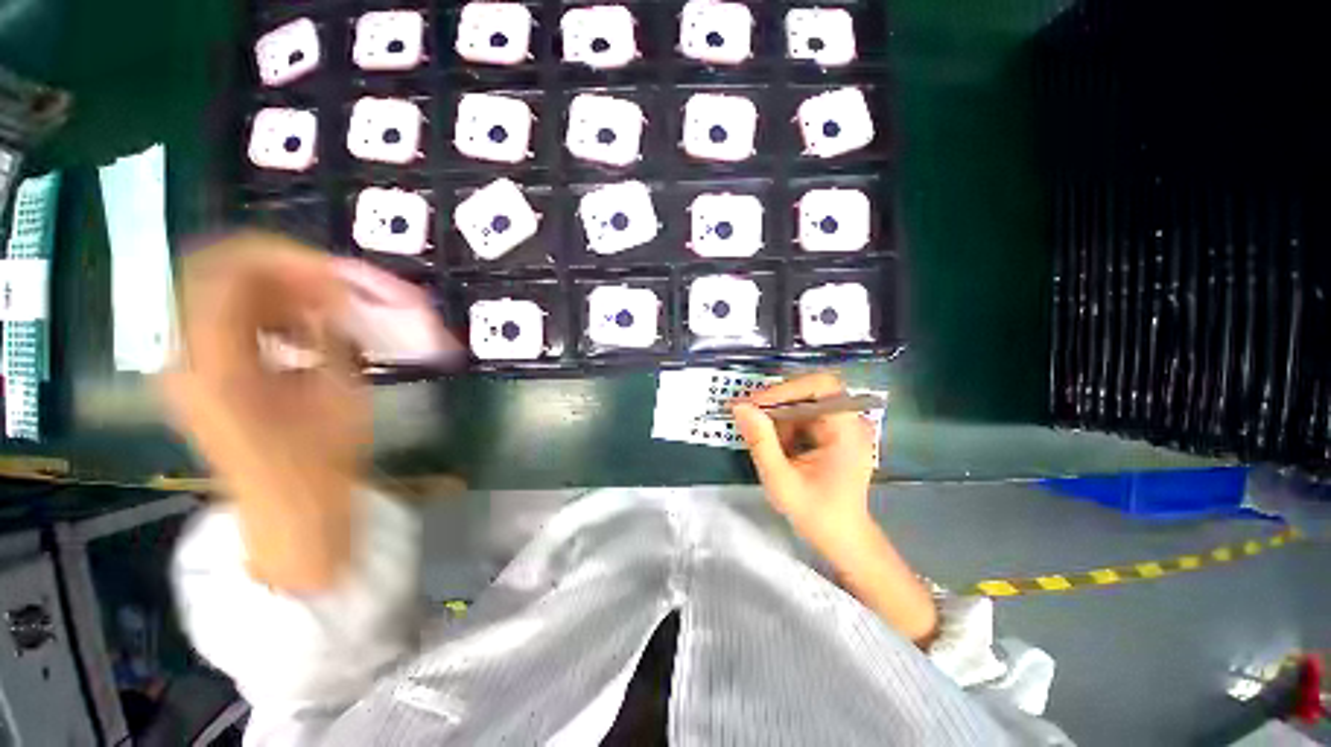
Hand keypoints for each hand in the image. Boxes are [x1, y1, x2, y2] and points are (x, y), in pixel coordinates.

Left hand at [164, 232, 369, 590]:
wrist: (290, 513)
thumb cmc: (321, 461)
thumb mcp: (338, 393)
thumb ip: (329, 336)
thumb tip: (333, 296)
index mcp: (214, 365)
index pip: (226, 273)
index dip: (283, 259)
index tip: (335, 271)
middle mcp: (185, 358)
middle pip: (218, 278)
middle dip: (284, 273)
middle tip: (335, 287)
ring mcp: (188, 368)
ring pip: (223, 298)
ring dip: (278, 294)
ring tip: (326, 311)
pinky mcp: (201, 378)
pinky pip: (227, 324)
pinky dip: (268, 316)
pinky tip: (304, 334)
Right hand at [734, 373, 936, 644]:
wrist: (842, 539)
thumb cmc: (817, 514)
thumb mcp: (781, 480)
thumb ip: (760, 441)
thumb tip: (740, 407)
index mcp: (847, 430)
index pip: (820, 386)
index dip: (786, 389)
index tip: (755, 404)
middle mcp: (849, 421)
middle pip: (810, 391)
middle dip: (776, 403)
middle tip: (748, 415)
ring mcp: (842, 426)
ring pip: (803, 403)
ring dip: (778, 417)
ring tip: (764, 441)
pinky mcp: (833, 433)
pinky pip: (804, 416)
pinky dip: (785, 426)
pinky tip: (777, 447)